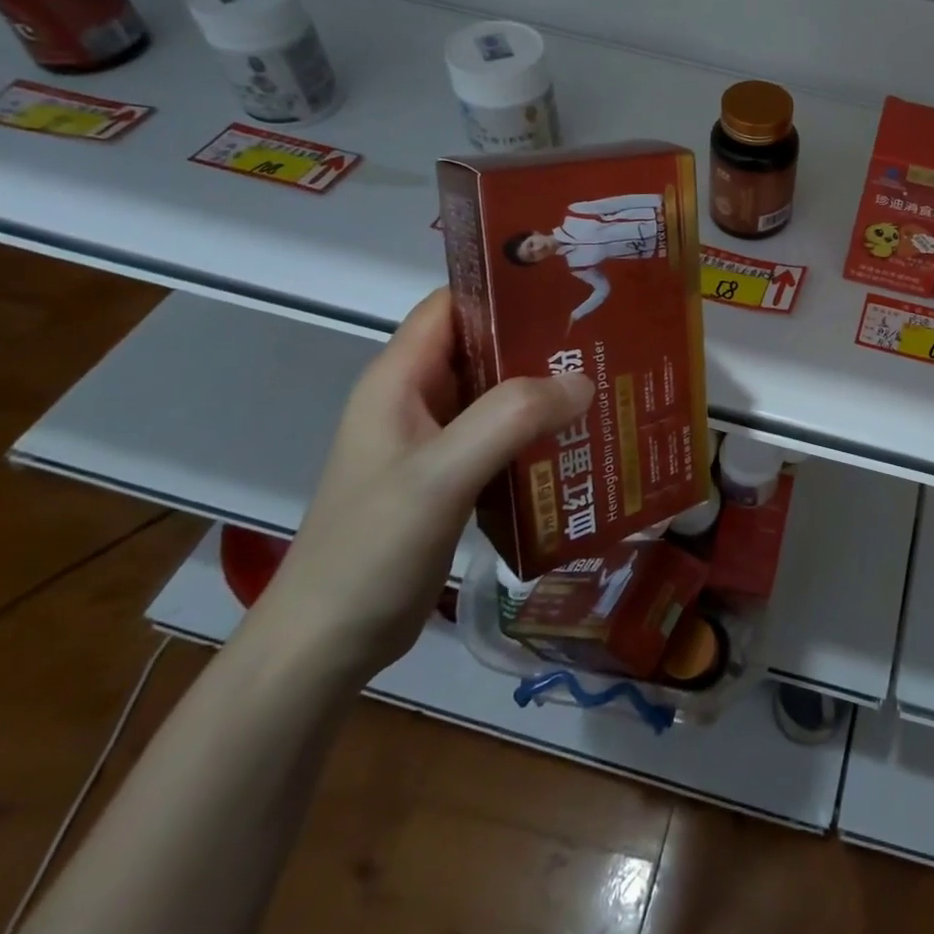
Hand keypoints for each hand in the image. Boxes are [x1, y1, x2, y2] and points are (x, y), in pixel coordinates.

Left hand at [247, 288, 592, 686]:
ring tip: (607, 379)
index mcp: (399, 379)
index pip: (455, 304)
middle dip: (542, 339)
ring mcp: (431, 441)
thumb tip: (584, 381)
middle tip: (607, 337)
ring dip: (544, 387)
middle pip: (484, 346)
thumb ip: (510, 418)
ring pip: (497, 393)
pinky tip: (579, 437)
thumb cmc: (372, 548)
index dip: (506, 288)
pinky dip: (537, 430)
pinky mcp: (448, 477)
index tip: (571, 287)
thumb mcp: (442, 474)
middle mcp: (415, 399)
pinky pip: (500, 435)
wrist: (325, 647)